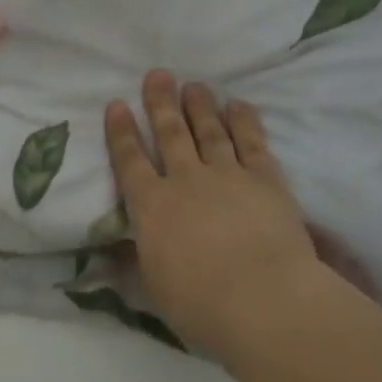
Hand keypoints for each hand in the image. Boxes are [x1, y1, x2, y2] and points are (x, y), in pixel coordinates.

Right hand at [105, 70, 339, 357]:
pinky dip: (245, 122)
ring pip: (209, 131)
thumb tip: (115, 251)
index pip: (130, 161)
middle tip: (158, 74)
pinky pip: (252, 143)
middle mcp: (185, 181)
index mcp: (152, 207)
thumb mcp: (154, 288)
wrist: (264, 302)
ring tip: (194, 85)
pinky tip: (239, 105)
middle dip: (161, 102)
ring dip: (200, 106)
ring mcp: (227, 176)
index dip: (121, 132)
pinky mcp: (265, 180)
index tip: (117, 104)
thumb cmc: (201, 306)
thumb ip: (137, 260)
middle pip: (170, 133)